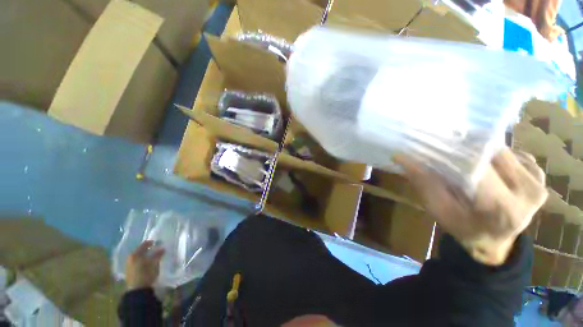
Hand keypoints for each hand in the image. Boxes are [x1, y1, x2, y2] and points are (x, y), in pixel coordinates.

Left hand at [125, 240, 164, 289]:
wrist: (137, 290)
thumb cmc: (146, 274)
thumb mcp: (154, 263)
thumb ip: (158, 254)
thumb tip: (163, 248)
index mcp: (135, 254)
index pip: (144, 244)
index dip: (151, 243)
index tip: (158, 242)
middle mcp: (130, 258)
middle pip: (140, 251)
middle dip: (148, 250)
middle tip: (156, 249)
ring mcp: (128, 265)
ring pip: (138, 257)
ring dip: (145, 256)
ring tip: (153, 257)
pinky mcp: (129, 272)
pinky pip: (137, 263)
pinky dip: (143, 261)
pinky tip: (148, 263)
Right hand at [394, 148, 547, 265]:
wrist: (495, 242)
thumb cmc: (463, 228)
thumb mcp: (438, 210)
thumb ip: (423, 182)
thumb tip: (401, 157)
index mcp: (502, 208)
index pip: (474, 167)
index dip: (449, 153)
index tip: (429, 145)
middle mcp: (528, 192)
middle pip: (489, 153)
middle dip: (463, 148)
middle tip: (443, 149)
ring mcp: (538, 182)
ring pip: (500, 149)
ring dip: (477, 150)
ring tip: (462, 159)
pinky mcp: (539, 175)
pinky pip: (511, 153)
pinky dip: (491, 154)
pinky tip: (483, 165)